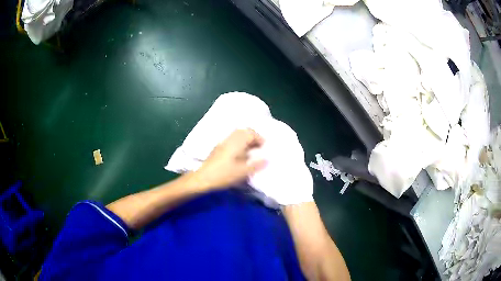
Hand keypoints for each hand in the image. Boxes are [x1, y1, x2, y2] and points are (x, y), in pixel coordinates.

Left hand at [191, 129, 266, 190]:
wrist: (202, 178)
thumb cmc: (223, 175)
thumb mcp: (242, 172)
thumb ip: (256, 165)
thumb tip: (267, 159)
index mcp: (236, 142)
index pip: (251, 133)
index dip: (259, 138)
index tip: (264, 147)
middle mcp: (229, 139)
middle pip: (243, 131)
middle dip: (253, 136)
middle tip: (259, 147)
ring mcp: (222, 143)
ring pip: (237, 135)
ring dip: (245, 139)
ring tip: (251, 151)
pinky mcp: (218, 149)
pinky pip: (231, 140)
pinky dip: (239, 143)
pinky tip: (240, 154)